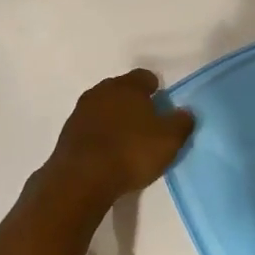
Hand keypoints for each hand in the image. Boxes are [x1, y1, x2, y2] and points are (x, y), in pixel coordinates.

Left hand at [42, 69, 194, 207]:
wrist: (82, 177)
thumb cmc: (131, 152)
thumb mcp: (169, 140)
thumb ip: (181, 122)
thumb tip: (186, 112)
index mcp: (128, 86)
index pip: (144, 76)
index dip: (155, 88)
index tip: (161, 103)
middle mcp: (102, 91)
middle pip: (121, 89)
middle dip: (133, 101)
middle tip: (146, 121)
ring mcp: (81, 111)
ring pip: (103, 107)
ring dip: (114, 118)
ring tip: (126, 138)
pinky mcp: (68, 132)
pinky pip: (90, 126)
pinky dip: (99, 134)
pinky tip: (107, 151)